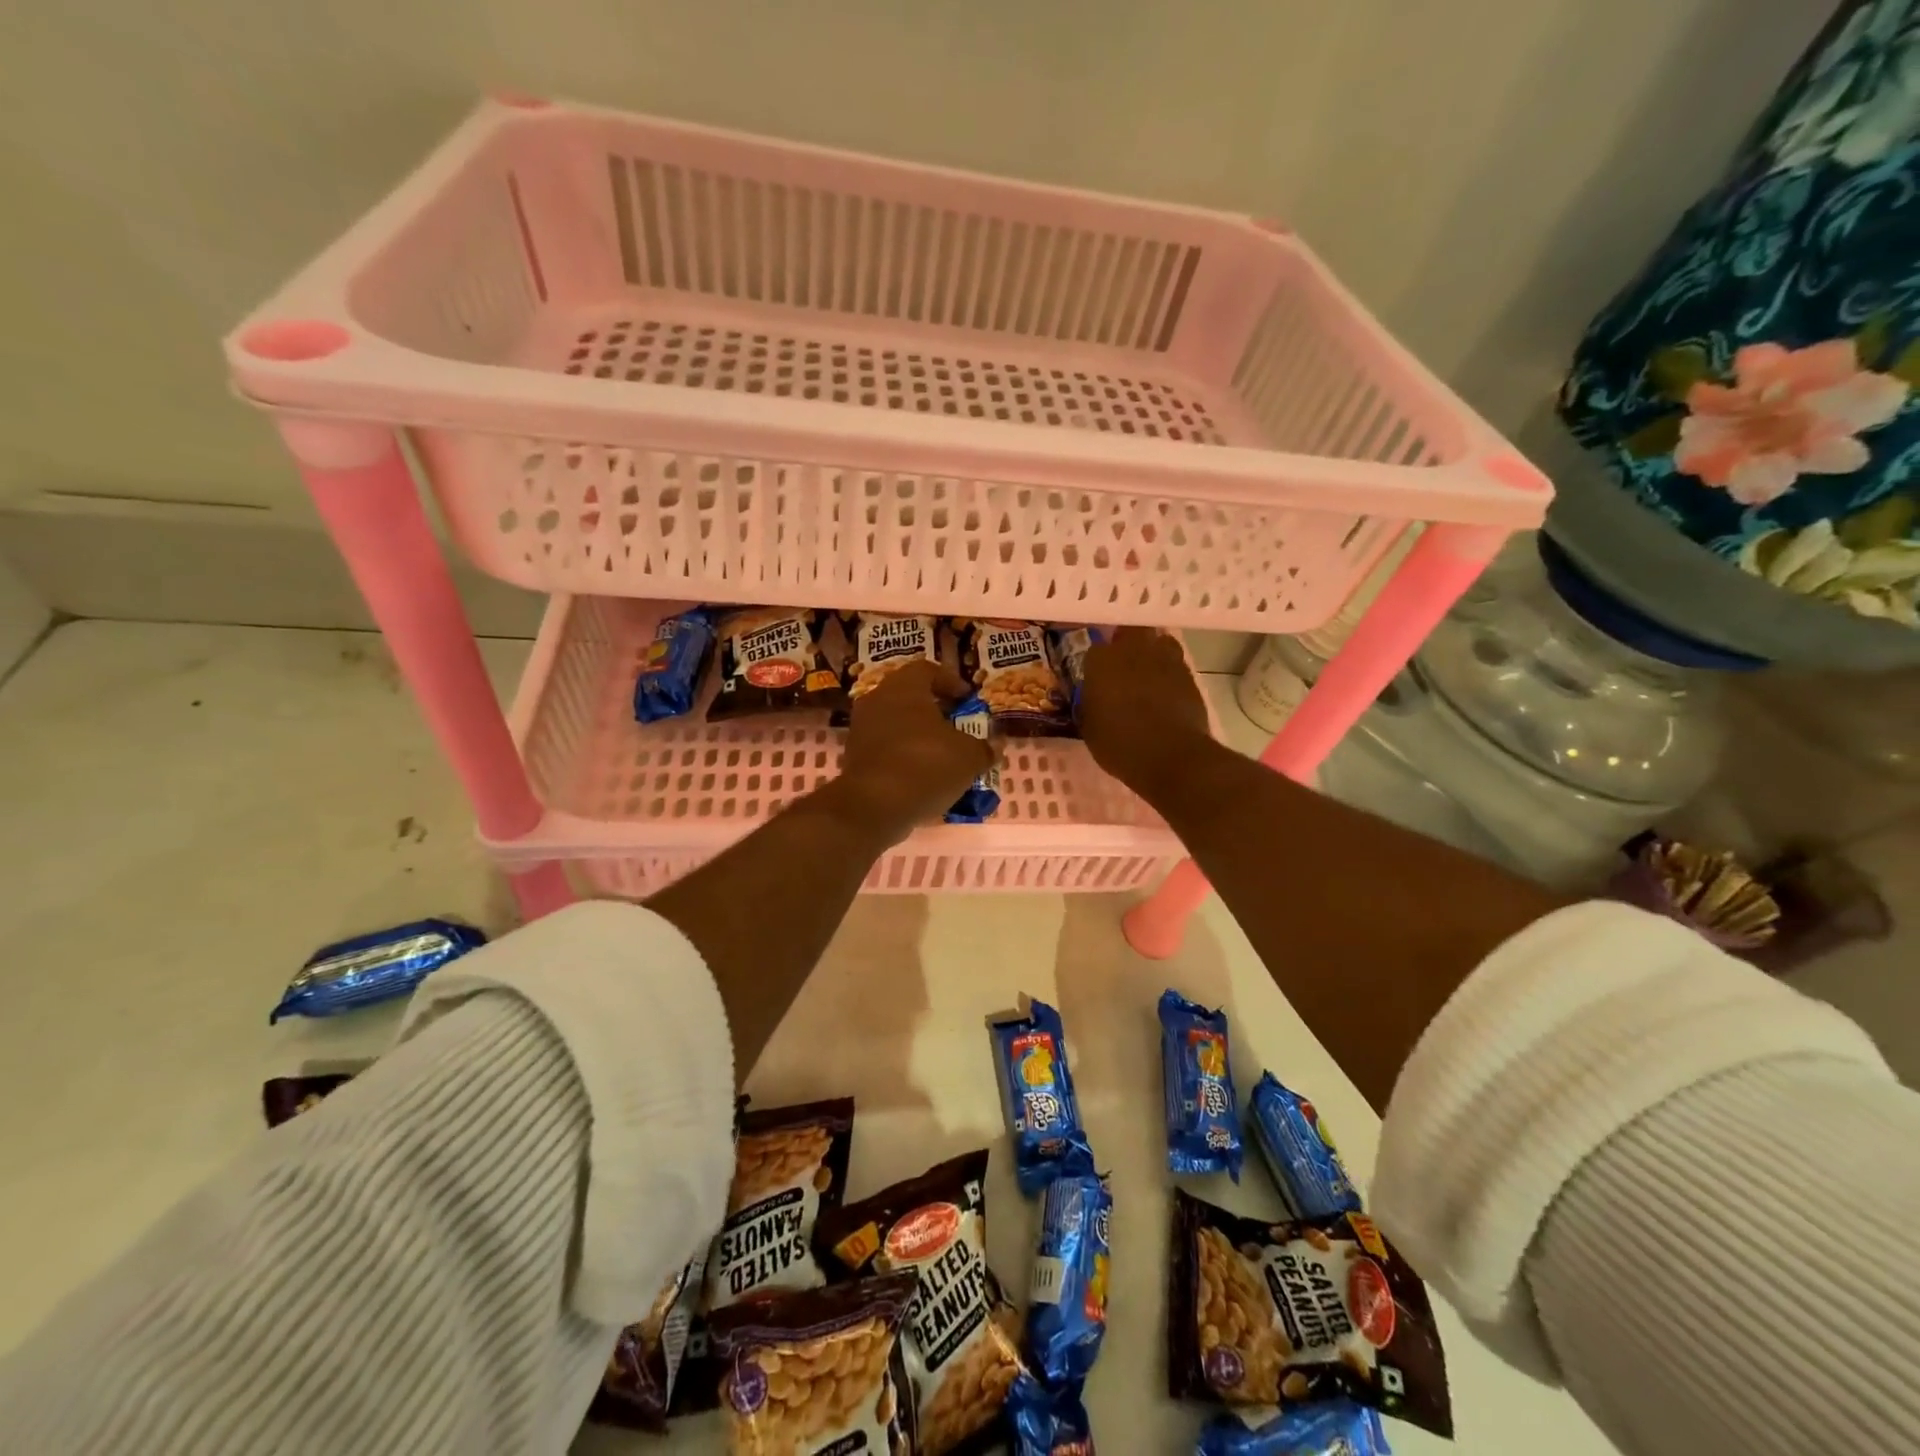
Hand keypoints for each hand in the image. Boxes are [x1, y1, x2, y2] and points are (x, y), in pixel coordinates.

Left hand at [831, 659, 996, 843]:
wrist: (874, 806)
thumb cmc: (926, 764)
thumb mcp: (969, 757)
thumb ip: (984, 748)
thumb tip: (994, 747)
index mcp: (904, 686)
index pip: (928, 670)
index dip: (951, 682)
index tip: (968, 699)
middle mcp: (877, 699)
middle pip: (910, 697)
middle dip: (935, 711)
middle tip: (958, 726)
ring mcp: (861, 729)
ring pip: (896, 724)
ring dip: (919, 736)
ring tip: (943, 755)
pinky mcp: (853, 758)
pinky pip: (885, 749)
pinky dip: (904, 757)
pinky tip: (922, 776)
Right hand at [1078, 627, 1213, 797]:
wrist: (1171, 755)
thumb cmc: (1119, 744)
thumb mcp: (1090, 728)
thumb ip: (1090, 704)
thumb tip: (1093, 698)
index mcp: (1101, 661)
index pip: (1094, 651)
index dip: (1097, 666)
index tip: (1097, 681)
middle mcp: (1133, 650)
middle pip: (1130, 633)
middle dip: (1127, 645)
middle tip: (1124, 668)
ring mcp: (1165, 659)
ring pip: (1158, 643)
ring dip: (1152, 655)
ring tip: (1148, 677)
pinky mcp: (1189, 674)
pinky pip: (1176, 665)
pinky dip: (1171, 675)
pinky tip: (1167, 694)